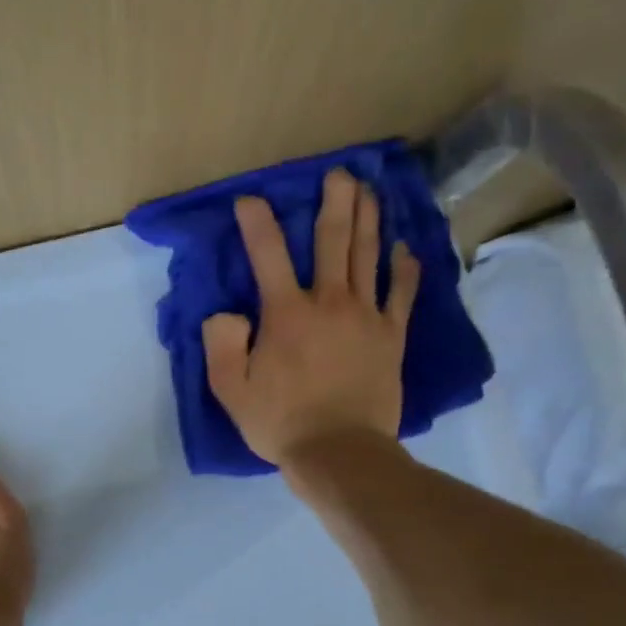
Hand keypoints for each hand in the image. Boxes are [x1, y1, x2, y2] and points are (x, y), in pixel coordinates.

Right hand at [202, 168, 420, 468]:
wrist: (339, 452)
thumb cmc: (281, 422)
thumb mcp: (230, 389)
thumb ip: (221, 344)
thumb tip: (226, 313)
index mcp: (286, 313)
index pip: (267, 254)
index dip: (256, 223)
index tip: (249, 200)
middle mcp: (328, 302)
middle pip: (333, 240)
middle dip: (335, 201)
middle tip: (339, 173)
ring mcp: (366, 316)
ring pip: (368, 256)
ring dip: (369, 219)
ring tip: (369, 190)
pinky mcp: (391, 336)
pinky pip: (401, 293)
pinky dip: (403, 268)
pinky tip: (403, 247)